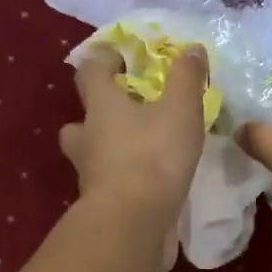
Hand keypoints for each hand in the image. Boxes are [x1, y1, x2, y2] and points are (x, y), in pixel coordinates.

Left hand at [60, 45, 207, 227]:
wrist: (132, 223)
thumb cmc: (152, 156)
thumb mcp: (180, 110)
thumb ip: (186, 78)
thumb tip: (191, 48)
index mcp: (100, 107)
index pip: (90, 71)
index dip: (104, 60)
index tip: (121, 58)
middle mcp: (87, 138)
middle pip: (79, 119)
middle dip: (97, 113)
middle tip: (125, 113)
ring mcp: (89, 175)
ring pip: (90, 155)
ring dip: (108, 150)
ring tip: (139, 151)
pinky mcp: (101, 205)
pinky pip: (109, 184)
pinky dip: (123, 180)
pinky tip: (149, 183)